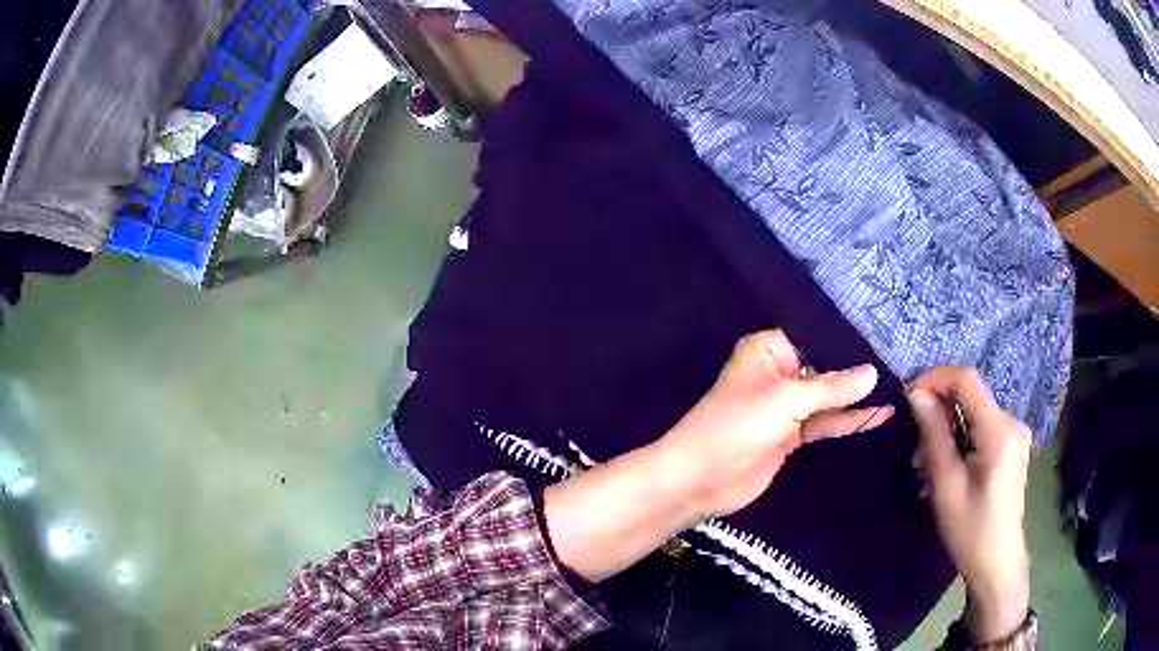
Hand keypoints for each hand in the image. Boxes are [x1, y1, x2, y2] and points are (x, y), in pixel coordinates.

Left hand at [657, 329, 892, 519]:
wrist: (699, 482)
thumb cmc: (735, 429)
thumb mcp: (785, 402)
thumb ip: (831, 387)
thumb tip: (872, 372)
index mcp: (768, 350)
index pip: (816, 335)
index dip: (848, 338)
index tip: (886, 336)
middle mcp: (779, 372)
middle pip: (825, 366)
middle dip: (858, 368)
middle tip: (900, 363)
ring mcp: (787, 406)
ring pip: (829, 396)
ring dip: (858, 397)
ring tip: (897, 389)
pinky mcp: (792, 434)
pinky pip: (825, 422)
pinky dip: (849, 421)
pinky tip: (879, 416)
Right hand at [908, 368, 1031, 643]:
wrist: (997, 562)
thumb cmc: (970, 530)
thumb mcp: (946, 486)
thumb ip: (934, 435)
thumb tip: (916, 394)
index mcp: (999, 431)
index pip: (967, 380)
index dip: (935, 379)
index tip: (908, 398)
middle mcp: (1012, 422)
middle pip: (970, 397)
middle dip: (938, 414)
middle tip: (915, 450)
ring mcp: (1014, 432)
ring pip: (973, 413)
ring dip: (947, 431)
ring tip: (927, 466)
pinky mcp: (1012, 444)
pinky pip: (981, 427)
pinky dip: (960, 439)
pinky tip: (948, 467)